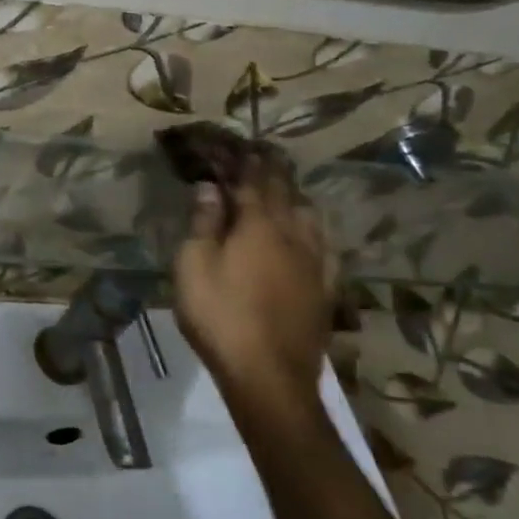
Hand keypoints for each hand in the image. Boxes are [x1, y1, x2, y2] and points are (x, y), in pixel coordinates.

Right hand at [172, 156, 334, 419]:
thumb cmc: (219, 315)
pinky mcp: (325, 289)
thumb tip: (210, 187)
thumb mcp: (193, 266)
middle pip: (286, 193)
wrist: (268, 375)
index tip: (242, 143)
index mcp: (258, 225)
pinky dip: (314, 229)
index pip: (254, 181)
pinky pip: (324, 246)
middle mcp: (293, 235)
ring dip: (295, 196)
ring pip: (310, 216)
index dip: (247, 160)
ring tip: (285, 189)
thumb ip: (203, 223)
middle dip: (273, 171)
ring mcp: (315, 263)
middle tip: (264, 155)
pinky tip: (312, 233)